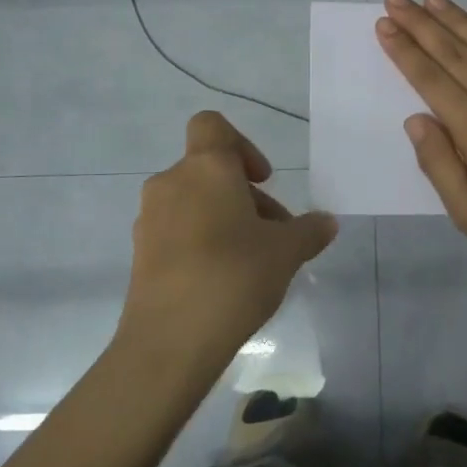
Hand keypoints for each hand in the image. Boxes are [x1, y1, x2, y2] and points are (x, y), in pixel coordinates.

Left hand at [119, 111, 338, 377]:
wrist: (169, 341)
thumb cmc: (234, 276)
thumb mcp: (286, 252)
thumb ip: (309, 230)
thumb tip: (327, 222)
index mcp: (205, 167)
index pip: (212, 125)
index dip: (242, 145)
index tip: (263, 180)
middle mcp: (171, 182)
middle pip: (210, 170)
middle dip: (245, 196)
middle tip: (274, 235)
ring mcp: (150, 218)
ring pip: (194, 202)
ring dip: (224, 219)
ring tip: (253, 262)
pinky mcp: (140, 252)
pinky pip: (177, 230)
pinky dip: (200, 241)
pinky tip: (224, 280)